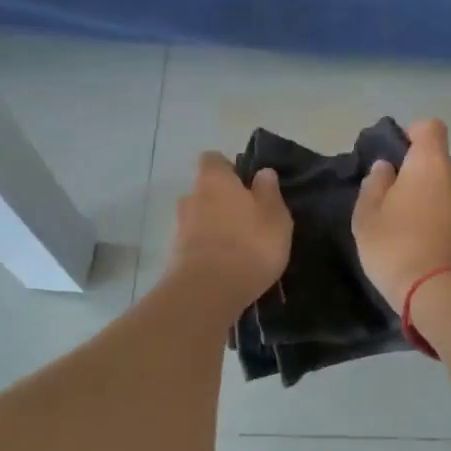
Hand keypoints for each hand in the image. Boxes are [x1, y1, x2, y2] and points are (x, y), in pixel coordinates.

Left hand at [168, 153, 292, 312]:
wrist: (209, 291)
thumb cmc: (250, 243)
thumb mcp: (274, 215)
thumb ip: (268, 191)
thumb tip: (263, 172)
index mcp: (213, 180)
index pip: (212, 159)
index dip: (228, 168)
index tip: (246, 184)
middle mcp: (191, 197)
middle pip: (204, 191)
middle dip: (221, 201)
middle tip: (246, 218)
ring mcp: (179, 228)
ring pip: (198, 218)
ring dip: (214, 227)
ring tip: (238, 245)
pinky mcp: (175, 256)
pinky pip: (195, 244)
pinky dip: (208, 249)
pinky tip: (226, 265)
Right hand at [352, 118, 450, 312]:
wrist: (448, 298)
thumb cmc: (398, 249)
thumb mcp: (368, 218)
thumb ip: (374, 186)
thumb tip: (386, 169)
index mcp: (432, 164)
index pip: (430, 128)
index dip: (414, 135)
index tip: (398, 156)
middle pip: (443, 165)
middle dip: (423, 178)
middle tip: (400, 206)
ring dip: (440, 206)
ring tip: (418, 237)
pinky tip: (436, 256)